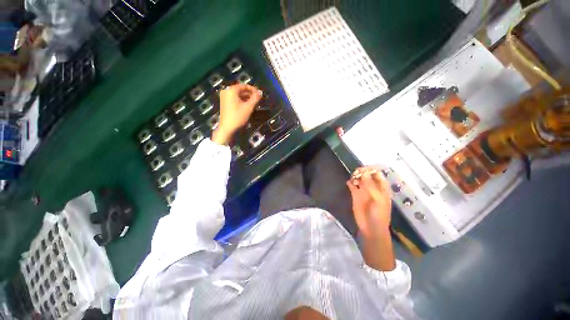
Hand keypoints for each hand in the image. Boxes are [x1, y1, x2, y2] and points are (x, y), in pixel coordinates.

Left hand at [212, 84, 261, 144]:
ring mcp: (224, 97)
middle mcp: (226, 91)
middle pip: (241, 90)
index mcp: (231, 90)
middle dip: (250, 94)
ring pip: (238, 95)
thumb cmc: (238, 116)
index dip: (253, 89)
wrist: (227, 128)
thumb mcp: (248, 107)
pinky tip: (247, 106)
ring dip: (246, 98)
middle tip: (258, 99)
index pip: (244, 86)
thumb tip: (261, 92)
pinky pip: (234, 99)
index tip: (259, 94)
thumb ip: (255, 98)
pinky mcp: (224, 103)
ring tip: (254, 103)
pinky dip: (241, 101)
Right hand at [346, 167, 391, 238]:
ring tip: (353, 177)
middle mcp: (372, 187)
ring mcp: (363, 191)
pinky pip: (352, 186)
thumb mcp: (378, 200)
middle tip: (357, 172)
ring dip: (356, 176)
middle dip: (362, 172)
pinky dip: (350, 182)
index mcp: (381, 188)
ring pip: (359, 179)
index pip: (377, 174)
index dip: (372, 170)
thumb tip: (364, 173)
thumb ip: (371, 186)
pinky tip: (349, 183)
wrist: (371, 228)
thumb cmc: (379, 214)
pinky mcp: (355, 195)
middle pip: (367, 175)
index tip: (364, 168)